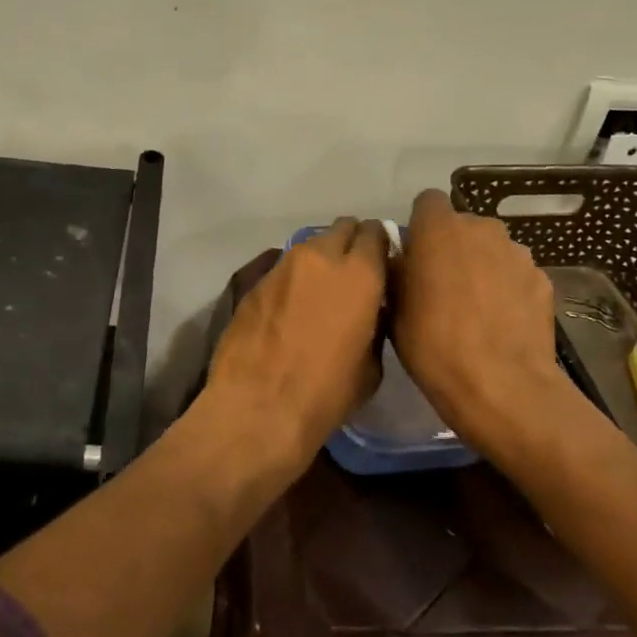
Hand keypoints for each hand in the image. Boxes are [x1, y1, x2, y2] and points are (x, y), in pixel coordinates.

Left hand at [206, 218, 388, 462]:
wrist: (257, 408)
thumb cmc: (326, 394)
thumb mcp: (371, 366)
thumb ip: (375, 323)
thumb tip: (370, 310)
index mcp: (360, 273)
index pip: (376, 233)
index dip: (381, 246)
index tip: (382, 265)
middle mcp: (321, 257)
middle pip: (342, 228)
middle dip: (351, 243)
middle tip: (353, 273)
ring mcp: (283, 265)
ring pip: (310, 245)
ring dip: (321, 260)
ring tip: (320, 291)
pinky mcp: (254, 281)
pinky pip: (283, 267)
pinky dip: (294, 278)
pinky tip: (291, 307)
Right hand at [390, 190, 563, 444]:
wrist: (501, 385)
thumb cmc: (433, 344)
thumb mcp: (394, 308)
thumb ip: (398, 271)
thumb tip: (403, 260)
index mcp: (439, 228)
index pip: (428, 202)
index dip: (421, 225)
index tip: (416, 254)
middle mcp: (481, 228)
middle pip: (463, 225)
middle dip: (453, 246)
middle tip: (443, 285)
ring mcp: (517, 253)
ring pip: (492, 249)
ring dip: (483, 266)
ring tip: (477, 308)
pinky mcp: (542, 279)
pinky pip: (516, 275)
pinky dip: (508, 289)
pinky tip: (503, 323)